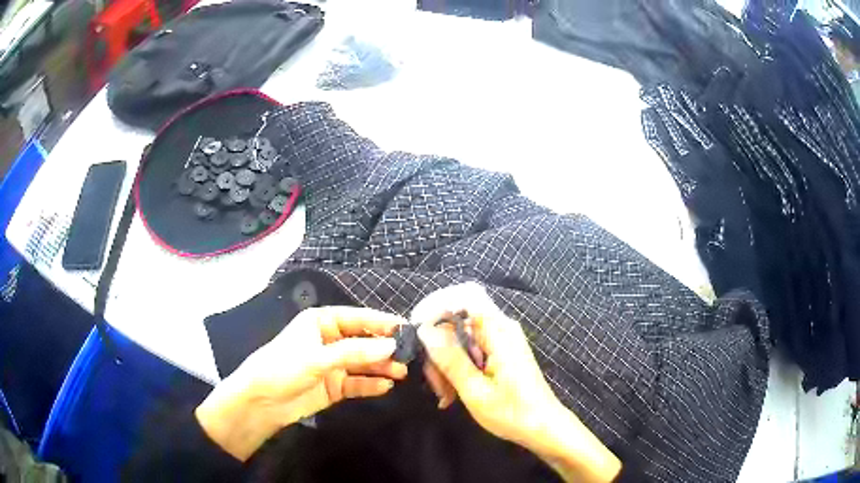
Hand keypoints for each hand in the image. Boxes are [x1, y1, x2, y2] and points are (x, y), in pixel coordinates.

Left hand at [196, 307, 407, 460]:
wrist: (261, 402)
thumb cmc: (283, 368)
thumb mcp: (318, 357)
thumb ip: (355, 352)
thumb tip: (392, 346)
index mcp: (322, 322)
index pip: (358, 318)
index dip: (382, 323)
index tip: (408, 329)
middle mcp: (330, 340)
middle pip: (364, 341)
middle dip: (384, 348)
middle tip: (410, 356)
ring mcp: (333, 364)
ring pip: (363, 363)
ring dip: (381, 367)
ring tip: (401, 373)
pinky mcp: (334, 386)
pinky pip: (357, 382)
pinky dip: (370, 384)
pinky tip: (385, 387)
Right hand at [414, 283, 620, 482]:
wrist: (543, 427)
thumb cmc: (513, 413)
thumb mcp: (476, 391)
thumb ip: (451, 359)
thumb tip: (425, 330)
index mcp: (499, 331)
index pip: (465, 295)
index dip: (437, 305)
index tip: (417, 332)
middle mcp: (501, 328)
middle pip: (458, 319)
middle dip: (438, 346)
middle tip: (434, 382)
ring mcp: (500, 339)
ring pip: (460, 336)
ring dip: (445, 362)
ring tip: (445, 395)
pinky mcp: (499, 351)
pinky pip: (469, 348)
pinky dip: (456, 367)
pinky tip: (453, 392)